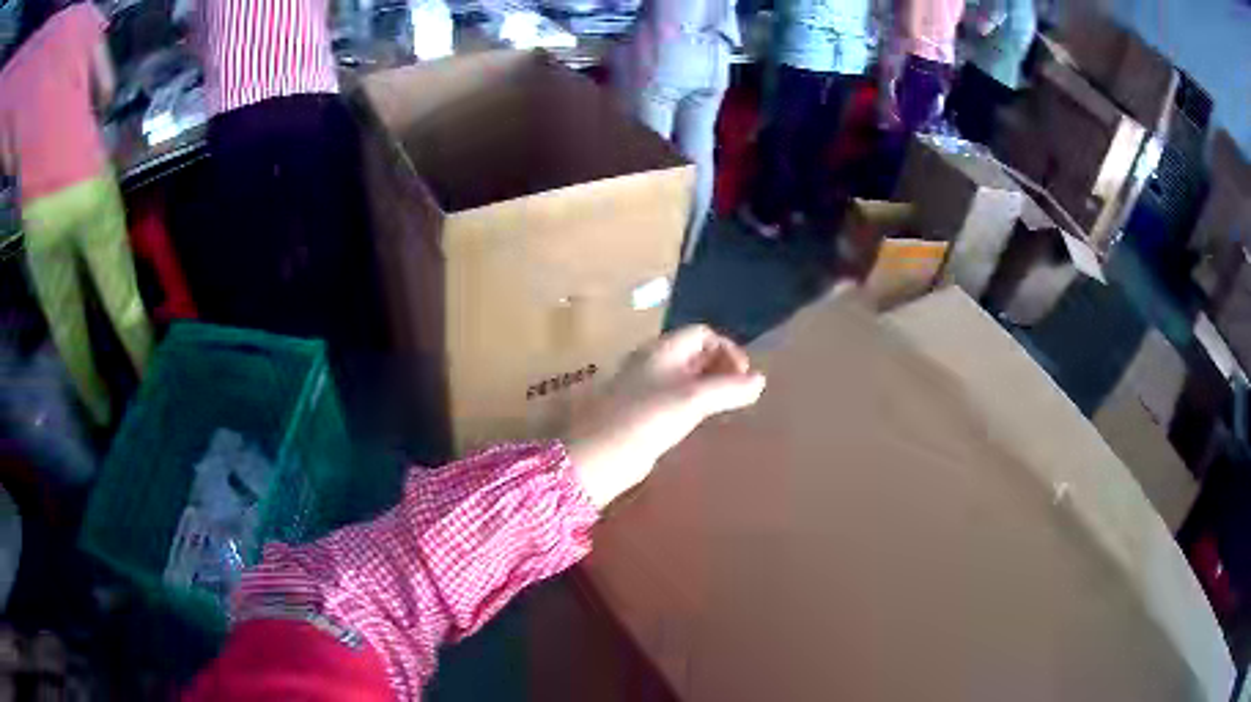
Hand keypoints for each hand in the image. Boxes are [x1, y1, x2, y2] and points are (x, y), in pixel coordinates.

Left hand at [565, 325, 765, 509]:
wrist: (600, 455)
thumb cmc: (647, 419)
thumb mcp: (693, 400)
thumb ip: (729, 389)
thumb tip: (760, 381)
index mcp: (662, 349)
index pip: (703, 333)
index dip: (727, 349)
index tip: (743, 377)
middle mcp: (654, 362)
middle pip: (696, 353)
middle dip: (721, 368)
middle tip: (739, 394)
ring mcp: (646, 388)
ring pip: (687, 378)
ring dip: (710, 388)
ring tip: (727, 409)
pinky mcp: (643, 413)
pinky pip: (676, 398)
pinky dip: (695, 404)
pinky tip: (702, 422)